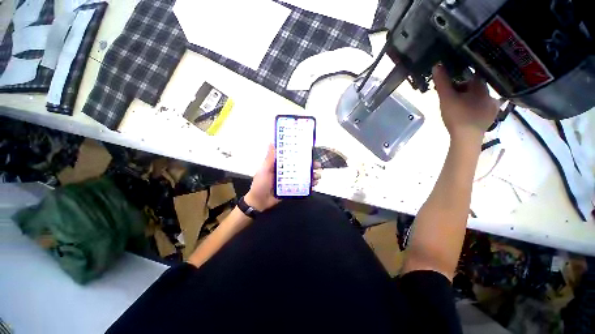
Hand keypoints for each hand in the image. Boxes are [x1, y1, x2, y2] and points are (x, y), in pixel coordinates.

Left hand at [244, 144, 320, 211]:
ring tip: (318, 176)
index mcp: (280, 165)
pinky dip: (309, 185)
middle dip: (310, 166)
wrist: (258, 202)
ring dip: (312, 175)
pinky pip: (302, 186)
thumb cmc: (260, 184)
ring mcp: (290, 181)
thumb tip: (271, 142)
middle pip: (301, 167)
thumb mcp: (264, 170)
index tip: (310, 153)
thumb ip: (269, 158)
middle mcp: (286, 172)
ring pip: (303, 176)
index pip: (293, 158)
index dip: (302, 155)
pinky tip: (315, 185)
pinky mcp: (292, 189)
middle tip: (318, 166)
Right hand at [433, 64, 498, 142]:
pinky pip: (482, 106)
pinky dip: (474, 106)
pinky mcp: (491, 117)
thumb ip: (442, 82)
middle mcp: (491, 94)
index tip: (452, 81)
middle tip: (451, 96)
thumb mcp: (446, 98)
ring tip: (457, 105)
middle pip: (476, 86)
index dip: (462, 76)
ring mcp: (493, 107)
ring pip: (479, 97)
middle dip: (463, 88)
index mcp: (481, 88)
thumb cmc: (457, 116)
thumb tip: (437, 65)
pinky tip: (466, 112)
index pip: (474, 75)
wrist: (466, 138)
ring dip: (469, 98)